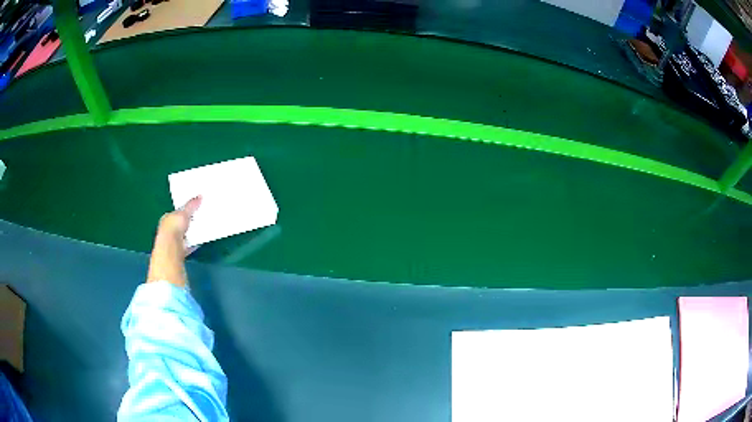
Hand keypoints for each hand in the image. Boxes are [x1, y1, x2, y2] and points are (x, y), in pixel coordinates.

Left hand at [147, 196, 200, 286]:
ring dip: (190, 234)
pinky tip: (199, 243)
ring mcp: (172, 242)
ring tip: (201, 230)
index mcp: (167, 218)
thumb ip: (191, 206)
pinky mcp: (178, 252)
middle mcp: (167, 230)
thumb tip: (200, 196)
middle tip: (199, 219)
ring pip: (183, 236)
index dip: (184, 212)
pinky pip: (187, 246)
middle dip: (187, 223)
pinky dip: (192, 244)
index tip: (194, 210)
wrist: (170, 248)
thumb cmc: (174, 227)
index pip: (176, 213)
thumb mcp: (184, 213)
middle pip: (179, 225)